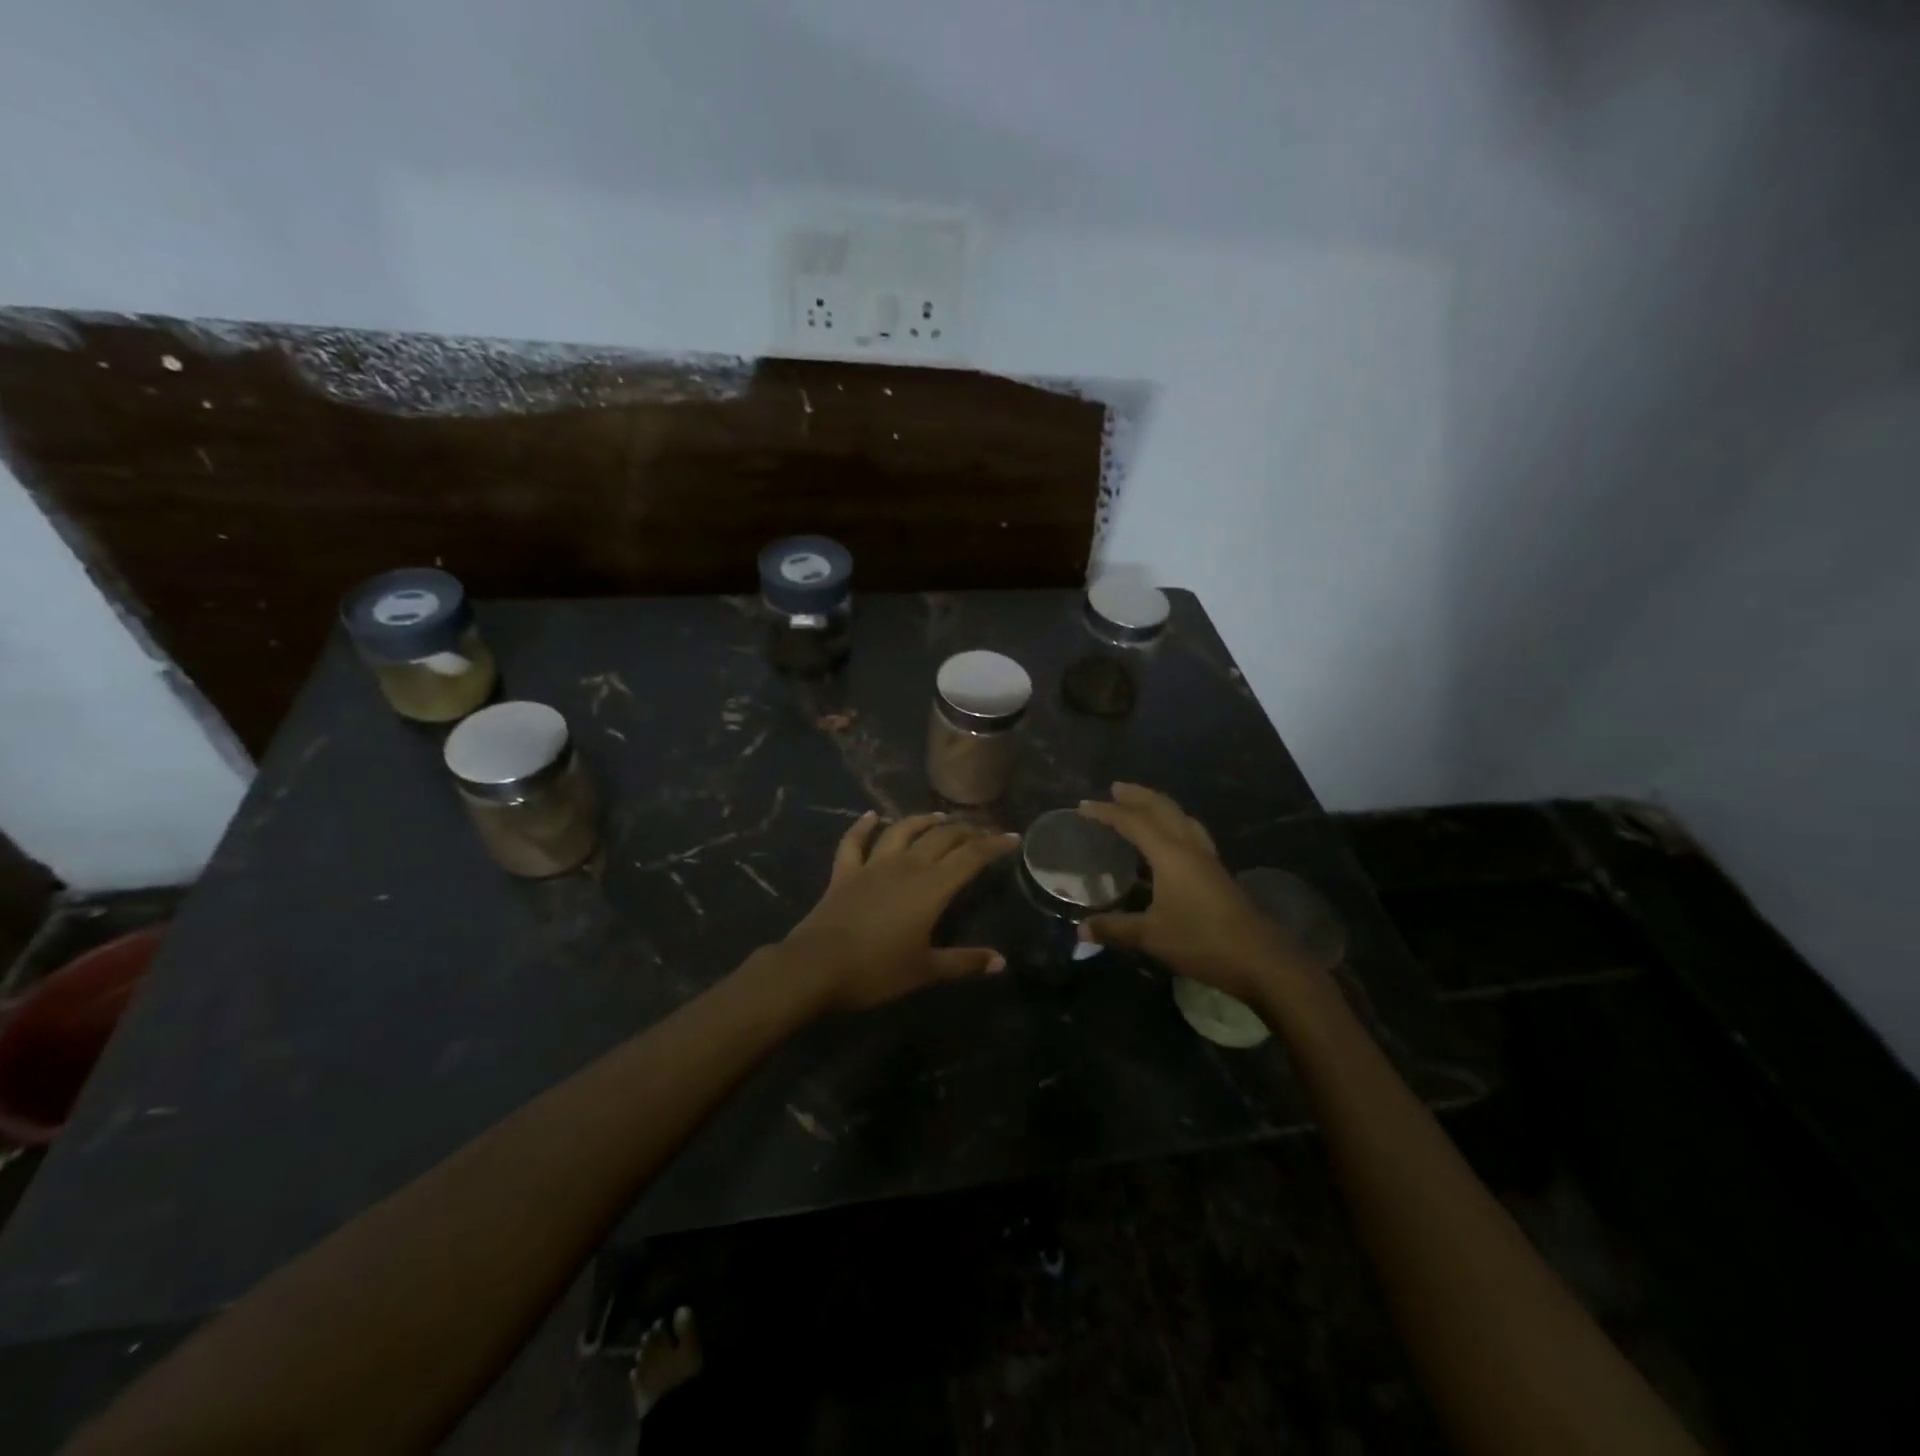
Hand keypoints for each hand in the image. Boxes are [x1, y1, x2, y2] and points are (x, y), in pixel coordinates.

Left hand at [779, 811, 1019, 1010]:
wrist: (817, 966)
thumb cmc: (877, 971)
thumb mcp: (926, 970)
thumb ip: (964, 962)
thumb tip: (1001, 961)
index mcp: (931, 887)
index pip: (970, 857)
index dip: (993, 845)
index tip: (1012, 837)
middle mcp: (906, 866)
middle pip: (941, 837)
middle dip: (965, 830)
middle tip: (982, 829)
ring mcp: (872, 865)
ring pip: (902, 831)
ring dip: (922, 820)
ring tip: (938, 817)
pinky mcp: (844, 872)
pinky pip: (854, 841)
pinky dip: (863, 826)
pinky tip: (871, 816)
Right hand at [1076, 783, 1295, 1000]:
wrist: (1259, 959)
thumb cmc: (1201, 941)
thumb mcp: (1151, 936)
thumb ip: (1115, 928)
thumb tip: (1081, 930)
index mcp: (1170, 854)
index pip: (1133, 822)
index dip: (1107, 812)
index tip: (1083, 806)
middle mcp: (1189, 846)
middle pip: (1162, 808)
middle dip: (1137, 795)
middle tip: (1114, 789)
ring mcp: (1207, 858)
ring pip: (1180, 817)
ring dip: (1158, 806)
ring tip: (1140, 805)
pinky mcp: (1217, 871)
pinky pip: (1190, 832)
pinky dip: (1173, 824)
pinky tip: (1169, 840)